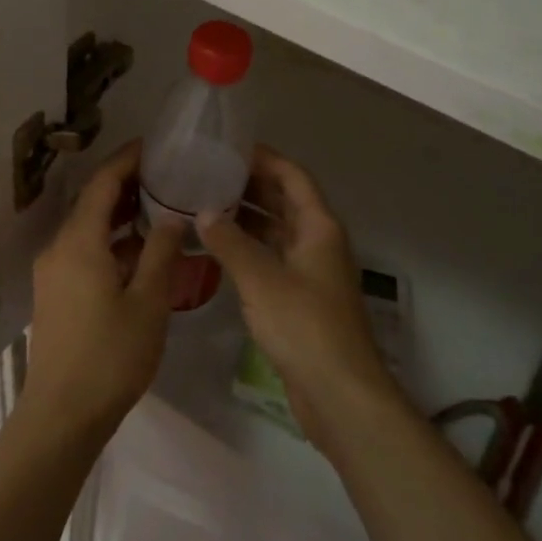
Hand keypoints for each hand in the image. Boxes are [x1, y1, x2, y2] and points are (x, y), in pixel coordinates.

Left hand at [21, 142, 181, 442]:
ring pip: (89, 228)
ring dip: (121, 214)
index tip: (156, 145)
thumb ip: (161, 251)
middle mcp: (60, 248)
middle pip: (93, 201)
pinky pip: (85, 250)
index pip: (103, 183)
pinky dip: (112, 240)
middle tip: (167, 173)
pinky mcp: (55, 293)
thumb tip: (173, 215)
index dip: (128, 159)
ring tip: (161, 205)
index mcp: (80, 241)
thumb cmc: (110, 356)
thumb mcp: (148, 301)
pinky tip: (141, 250)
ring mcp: (54, 272)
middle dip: (128, 184)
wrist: (61, 417)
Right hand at [197, 146, 403, 451]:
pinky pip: (272, 257)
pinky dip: (249, 247)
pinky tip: (219, 248)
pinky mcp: (301, 297)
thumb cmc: (304, 326)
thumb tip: (203, 212)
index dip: (266, 159)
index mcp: (319, 227)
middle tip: (210, 174)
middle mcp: (318, 241)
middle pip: (285, 200)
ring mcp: (311, 270)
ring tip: (206, 204)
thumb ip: (230, 242)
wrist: (338, 393)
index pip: (293, 177)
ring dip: (248, 217)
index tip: (231, 148)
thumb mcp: (261, 279)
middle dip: (251, 185)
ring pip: (277, 230)